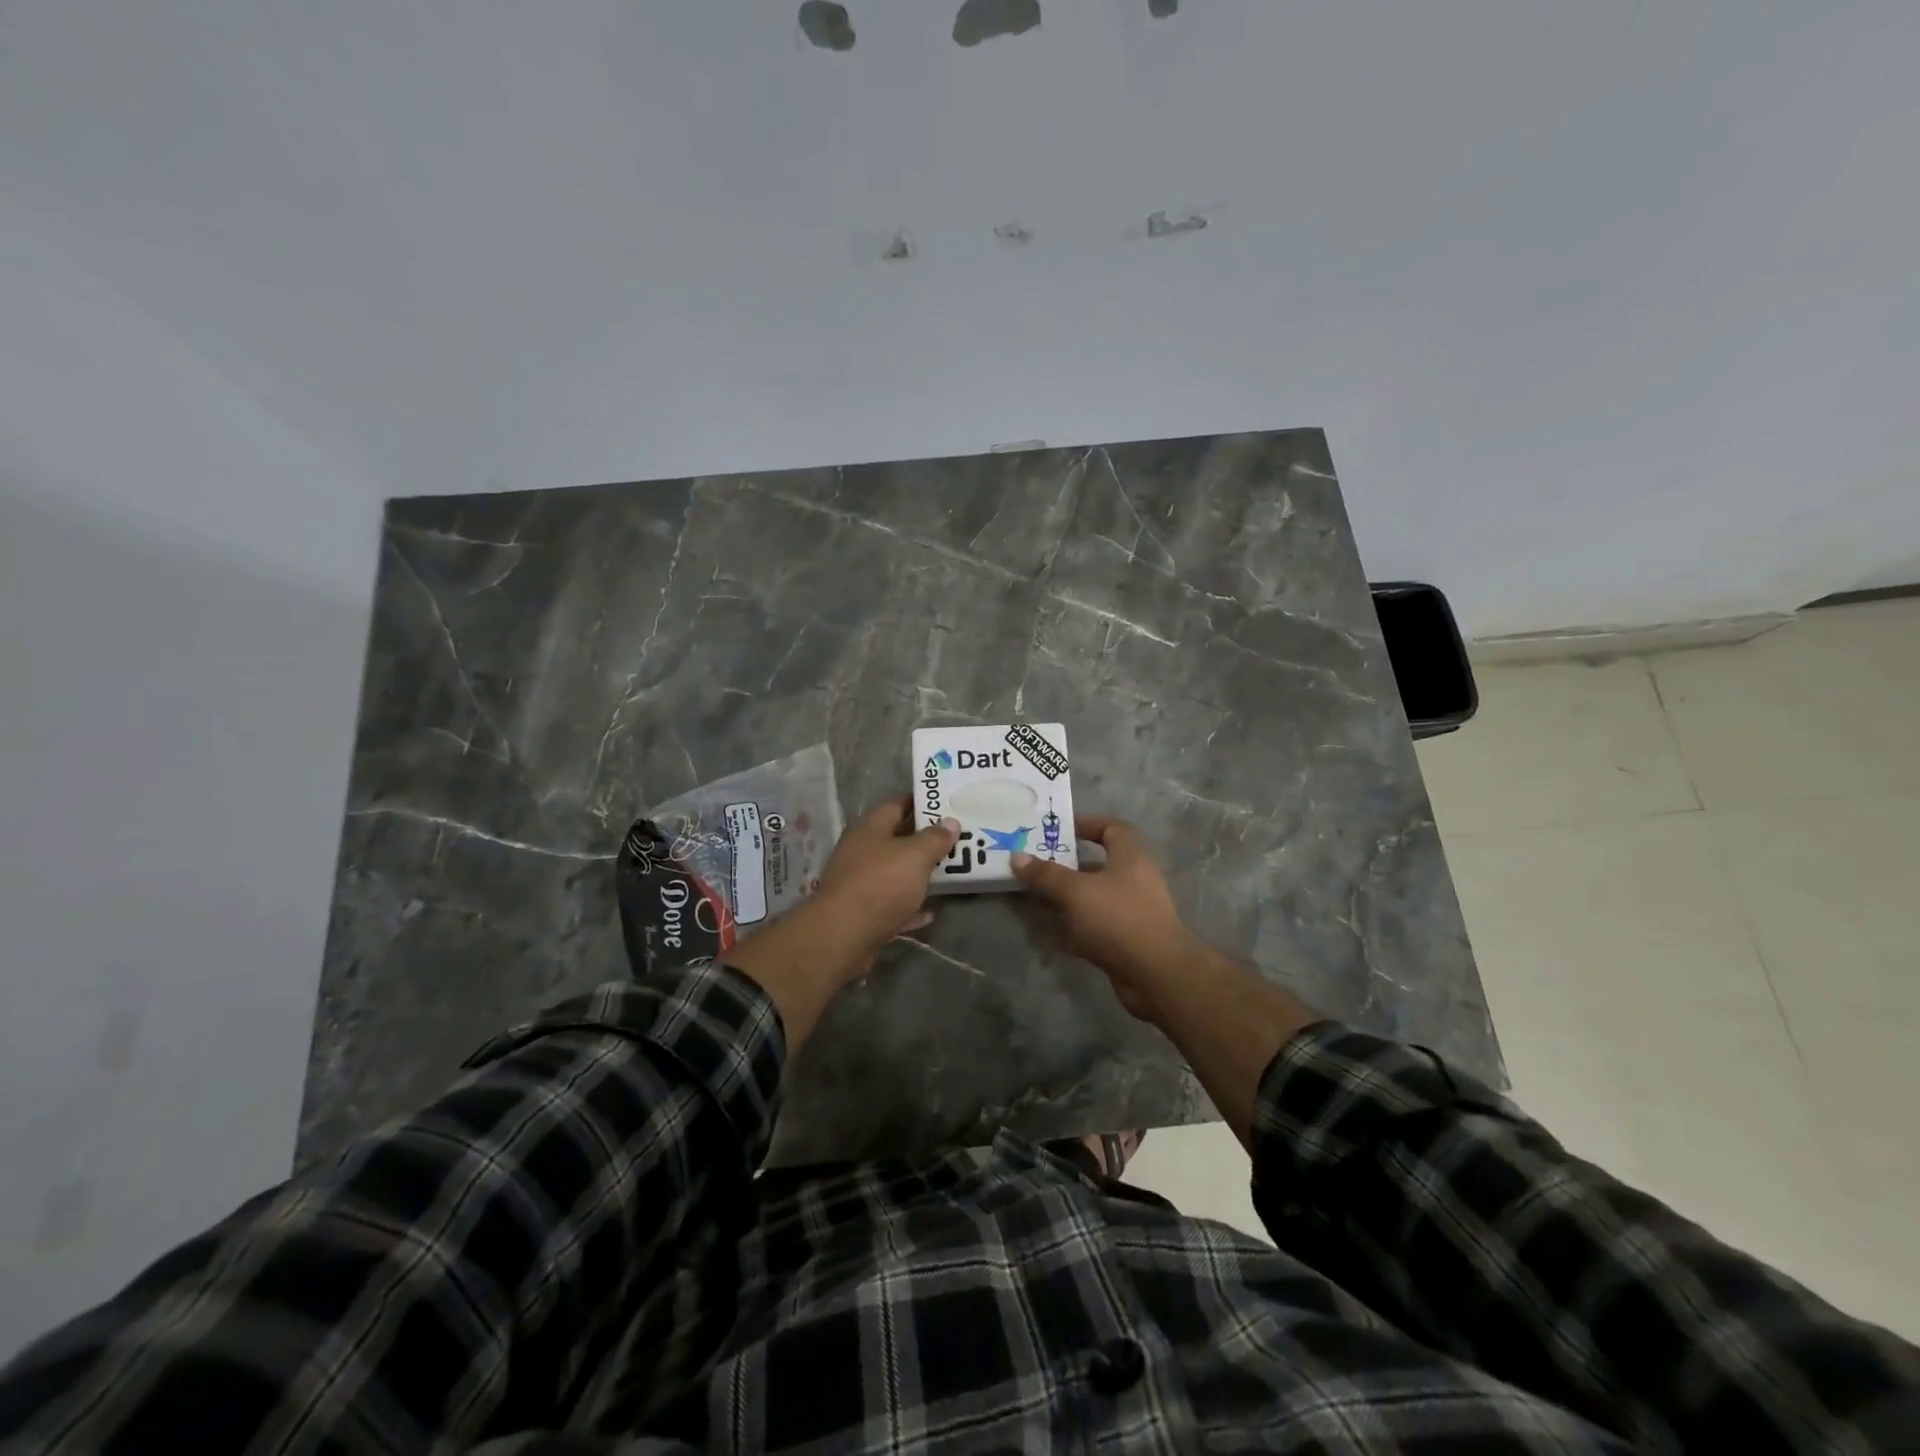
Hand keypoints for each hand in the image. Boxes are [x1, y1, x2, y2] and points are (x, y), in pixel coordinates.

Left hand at [812, 796, 960, 966]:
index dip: (921, 802)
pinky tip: (930, 913)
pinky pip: (892, 904)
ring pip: (894, 872)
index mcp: (870, 828)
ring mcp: (860, 883)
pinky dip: (910, 906)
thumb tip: (951, 822)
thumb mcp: (915, 855)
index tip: (947, 805)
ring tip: (949, 872)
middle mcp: (861, 851)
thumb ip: (935, 838)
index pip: (897, 804)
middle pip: (896, 839)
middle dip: (924, 839)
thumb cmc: (881, 884)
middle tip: (956, 839)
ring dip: (918, 874)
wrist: (843, 936)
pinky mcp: (862, 913)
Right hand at [1012, 816, 1199, 1019]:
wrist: (1156, 974)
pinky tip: (1044, 930)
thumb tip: (1017, 856)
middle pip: (1096, 865)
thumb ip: (1045, 874)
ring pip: (1091, 897)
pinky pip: (1092, 926)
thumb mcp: (1075, 891)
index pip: (1111, 828)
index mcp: (1130, 856)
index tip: (1058, 830)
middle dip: (1065, 866)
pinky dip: (1070, 926)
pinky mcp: (1124, 940)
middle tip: (1034, 865)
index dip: (1086, 824)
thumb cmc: (1118, 918)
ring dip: (1064, 898)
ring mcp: (1130, 912)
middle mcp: (1133, 879)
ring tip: (1031, 896)